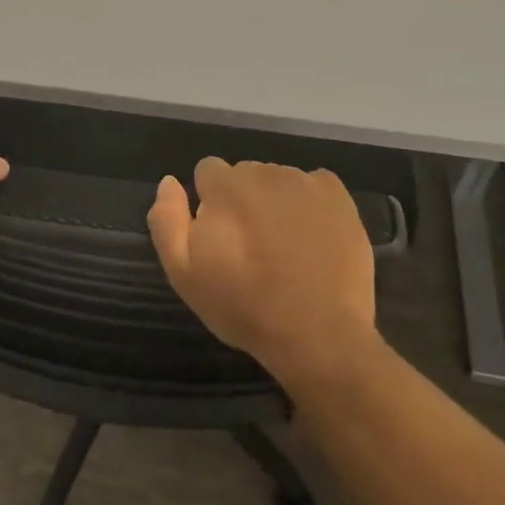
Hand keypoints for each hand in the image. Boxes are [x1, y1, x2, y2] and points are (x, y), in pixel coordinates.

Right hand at [147, 157, 378, 384]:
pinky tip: (313, 238)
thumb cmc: (245, 306)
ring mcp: (304, 181)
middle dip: (243, 201)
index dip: (210, 202)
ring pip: (279, 181)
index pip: (207, 172)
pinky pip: (315, 187)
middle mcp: (263, 171)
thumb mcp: (184, 274)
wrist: (319, 334)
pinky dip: (311, 205)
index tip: (220, 237)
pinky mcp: (337, 195)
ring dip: (276, 203)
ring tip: (286, 248)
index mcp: (224, 184)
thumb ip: (167, 220)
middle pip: (245, 175)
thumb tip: (169, 182)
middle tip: (253, 247)